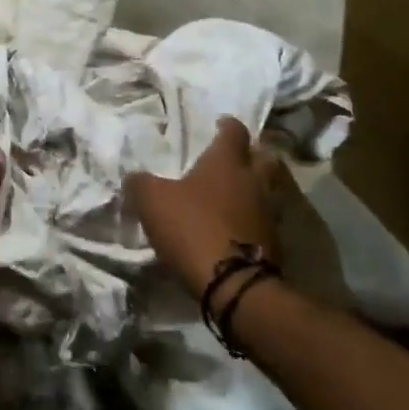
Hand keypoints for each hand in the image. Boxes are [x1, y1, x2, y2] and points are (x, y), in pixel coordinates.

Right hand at [124, 117, 273, 299]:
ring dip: (254, 189)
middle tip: (234, 159)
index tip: (218, 125)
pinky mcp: (274, 243)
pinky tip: (236, 227)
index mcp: (227, 161)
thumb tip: (134, 176)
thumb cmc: (193, 227)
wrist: (234, 285)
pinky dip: (253, 219)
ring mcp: (269, 212)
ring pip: (267, 190)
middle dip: (252, 155)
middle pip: (263, 157)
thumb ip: (141, 183)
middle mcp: (254, 180)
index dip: (226, 126)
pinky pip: (265, 220)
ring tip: (233, 195)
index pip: (234, 130)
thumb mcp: (152, 201)